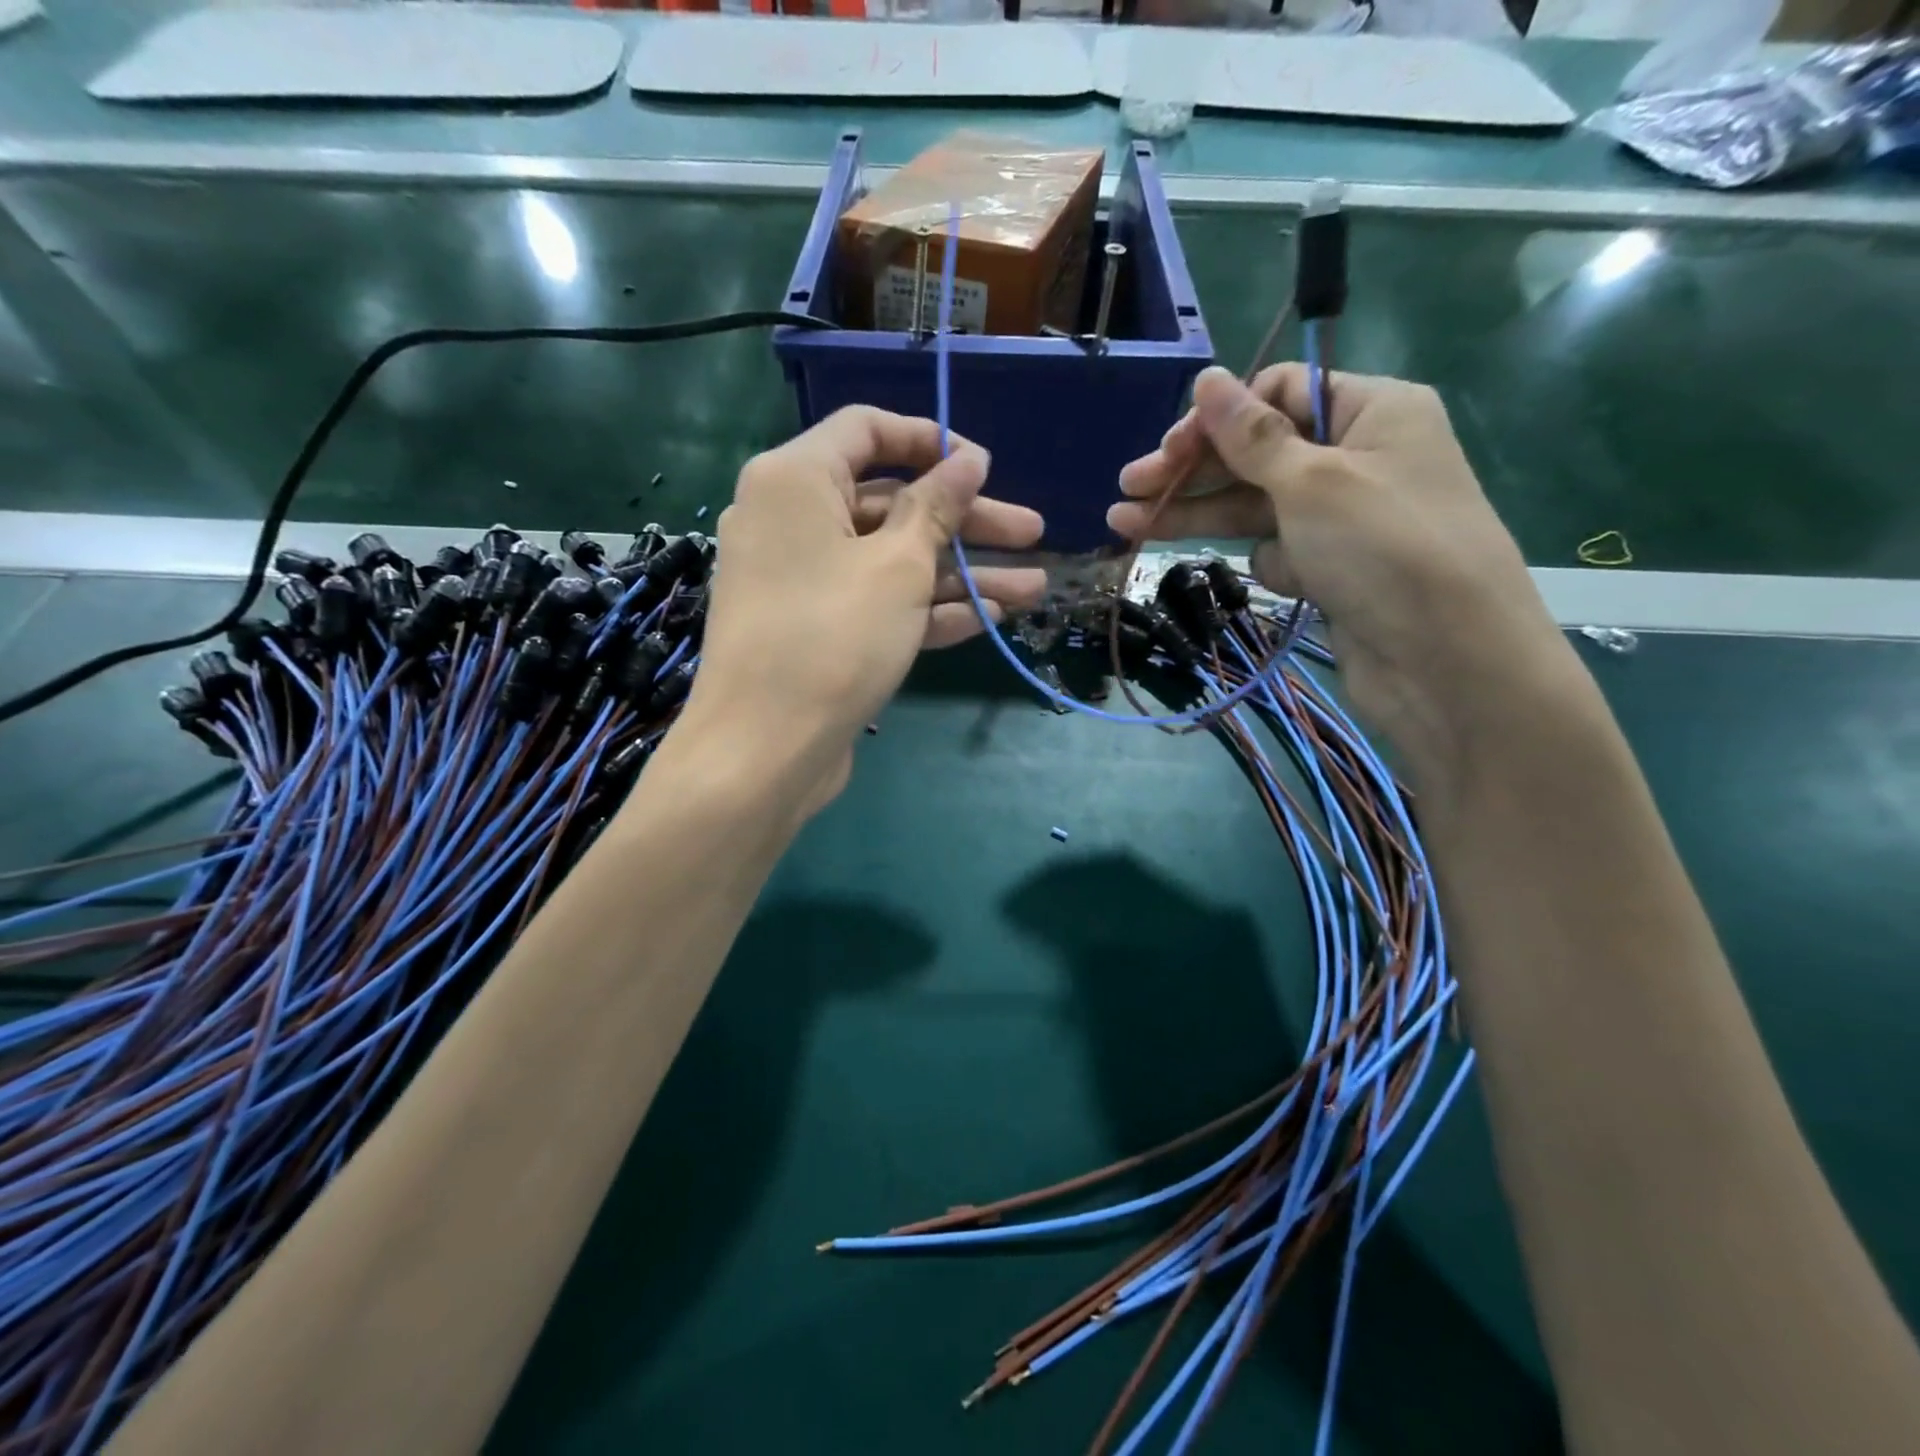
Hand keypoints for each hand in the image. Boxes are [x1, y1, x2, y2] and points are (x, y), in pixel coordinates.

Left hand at [683, 406, 1045, 811]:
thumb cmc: (833, 638)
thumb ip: (937, 507)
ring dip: (962, 573)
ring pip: (892, 561)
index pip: (867, 430)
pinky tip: (991, 618)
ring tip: (1034, 587)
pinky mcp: (818, 629)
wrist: (765, 751)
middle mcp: (793, 521)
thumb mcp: (898, 567)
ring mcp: (804, 580)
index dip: (930, 441)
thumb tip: (968, 460)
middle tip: (1033, 533)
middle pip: (891, 504)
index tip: (984, 467)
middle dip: (966, 521)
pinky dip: (928, 609)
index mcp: (796, 480)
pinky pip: (877, 603)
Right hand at [1110, 365, 1574, 781]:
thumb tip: (1206, 379)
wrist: (1447, 661)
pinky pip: (1281, 550)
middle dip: (1192, 472)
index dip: (1218, 419)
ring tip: (1126, 525)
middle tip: (1128, 489)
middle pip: (1257, 453)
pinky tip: (1290, 583)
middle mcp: (1359, 456)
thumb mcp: (1311, 480)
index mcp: (1372, 411)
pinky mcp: (1333, 568)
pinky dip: (1274, 565)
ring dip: (1198, 515)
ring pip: (1257, 506)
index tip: (1167, 450)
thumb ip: (1251, 434)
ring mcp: (1345, 517)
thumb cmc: (1384, 549)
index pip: (1279, 394)